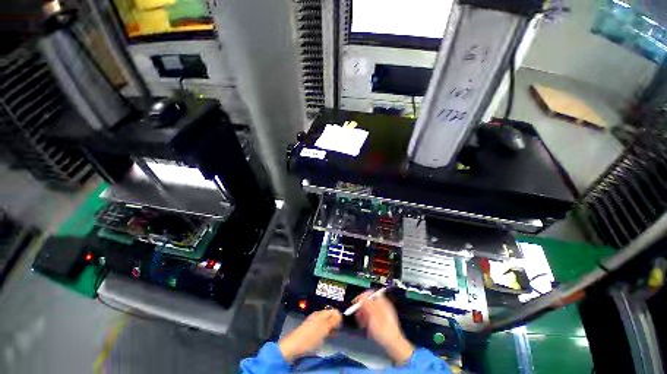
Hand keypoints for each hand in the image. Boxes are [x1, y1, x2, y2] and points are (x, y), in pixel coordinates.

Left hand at [278, 309, 341, 361]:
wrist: (293, 347)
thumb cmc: (310, 338)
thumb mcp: (324, 329)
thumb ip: (332, 321)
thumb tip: (340, 313)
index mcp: (319, 315)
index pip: (333, 311)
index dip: (339, 317)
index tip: (340, 326)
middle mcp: (315, 317)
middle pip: (329, 317)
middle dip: (335, 323)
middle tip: (337, 331)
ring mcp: (312, 324)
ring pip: (326, 323)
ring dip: (331, 328)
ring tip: (333, 335)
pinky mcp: (309, 331)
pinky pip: (321, 329)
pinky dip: (325, 332)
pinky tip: (326, 337)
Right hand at [353, 291, 414, 364]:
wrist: (392, 343)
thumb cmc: (384, 332)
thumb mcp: (374, 319)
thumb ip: (369, 307)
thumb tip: (363, 296)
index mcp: (383, 305)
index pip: (371, 294)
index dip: (362, 297)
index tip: (356, 304)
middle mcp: (383, 307)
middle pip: (368, 302)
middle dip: (361, 309)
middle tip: (360, 318)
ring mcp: (381, 314)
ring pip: (367, 310)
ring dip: (362, 316)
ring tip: (363, 324)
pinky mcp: (379, 320)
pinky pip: (369, 316)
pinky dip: (365, 320)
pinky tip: (365, 326)